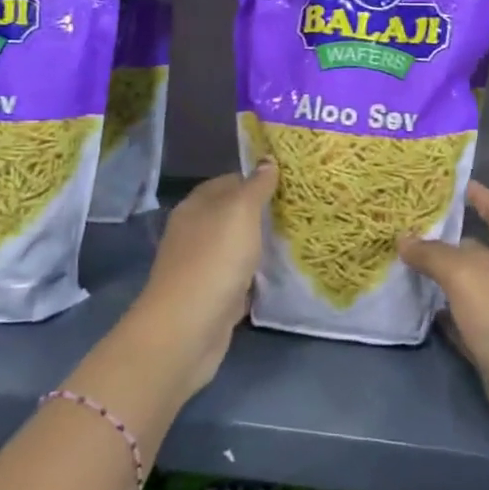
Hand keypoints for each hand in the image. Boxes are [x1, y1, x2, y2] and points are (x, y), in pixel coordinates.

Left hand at [124, 163, 277, 396]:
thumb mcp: (240, 212)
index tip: (292, 183)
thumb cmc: (214, 260)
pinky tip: (279, 275)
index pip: (231, 181)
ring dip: (261, 245)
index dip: (259, 179)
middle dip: (263, 213)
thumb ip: (256, 186)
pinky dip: (257, 275)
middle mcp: (195, 231)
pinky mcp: (212, 295)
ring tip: (297, 239)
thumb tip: (267, 160)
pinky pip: (239, 277)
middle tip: (301, 211)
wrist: (187, 329)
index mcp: (196, 205)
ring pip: (237, 246)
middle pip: (233, 214)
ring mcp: (202, 265)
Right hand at [398, 182, 488, 462]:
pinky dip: (442, 313)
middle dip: (445, 236)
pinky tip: (416, 308)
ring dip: (438, 276)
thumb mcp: (466, 276)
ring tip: (399, 262)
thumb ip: (433, 254)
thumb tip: (405, 239)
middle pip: (477, 247)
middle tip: (404, 226)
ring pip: (466, 285)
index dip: (479, 194)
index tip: (449, 184)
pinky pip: (463, 319)